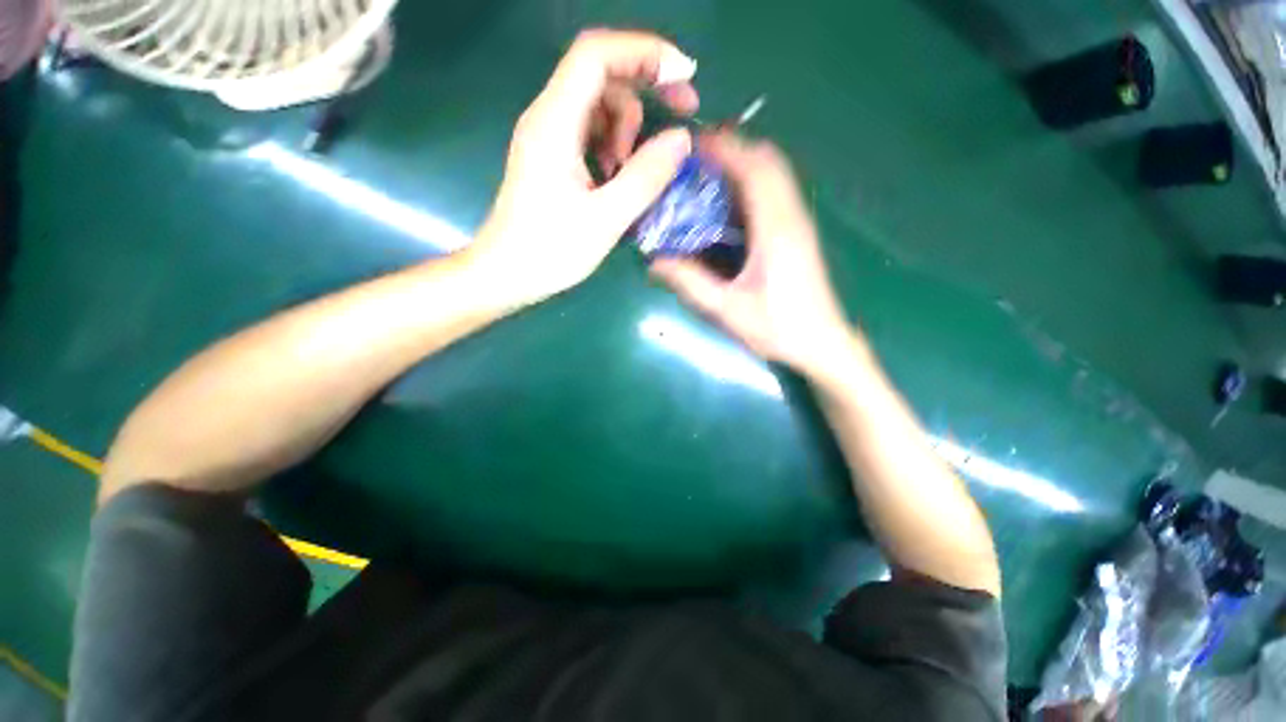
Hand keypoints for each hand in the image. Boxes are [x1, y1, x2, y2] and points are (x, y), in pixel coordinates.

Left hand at [469, 30, 700, 304]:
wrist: (507, 274)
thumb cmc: (551, 250)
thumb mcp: (606, 218)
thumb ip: (646, 177)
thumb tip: (681, 139)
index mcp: (555, 122)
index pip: (597, 54)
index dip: (644, 52)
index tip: (685, 76)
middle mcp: (548, 117)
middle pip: (602, 76)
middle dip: (646, 90)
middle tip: (682, 118)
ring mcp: (549, 137)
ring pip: (599, 107)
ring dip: (627, 131)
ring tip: (629, 175)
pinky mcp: (552, 157)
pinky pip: (591, 133)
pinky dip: (613, 148)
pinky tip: (615, 180)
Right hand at [651, 134, 852, 378]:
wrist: (823, 344)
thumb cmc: (778, 329)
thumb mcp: (727, 309)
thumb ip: (690, 283)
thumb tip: (654, 262)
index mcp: (775, 229)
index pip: (754, 168)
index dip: (724, 149)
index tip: (690, 148)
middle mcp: (792, 215)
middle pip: (768, 160)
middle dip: (732, 149)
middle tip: (695, 163)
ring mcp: (800, 221)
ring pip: (775, 172)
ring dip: (743, 163)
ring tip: (708, 177)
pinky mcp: (799, 232)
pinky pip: (777, 190)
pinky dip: (753, 182)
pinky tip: (729, 204)